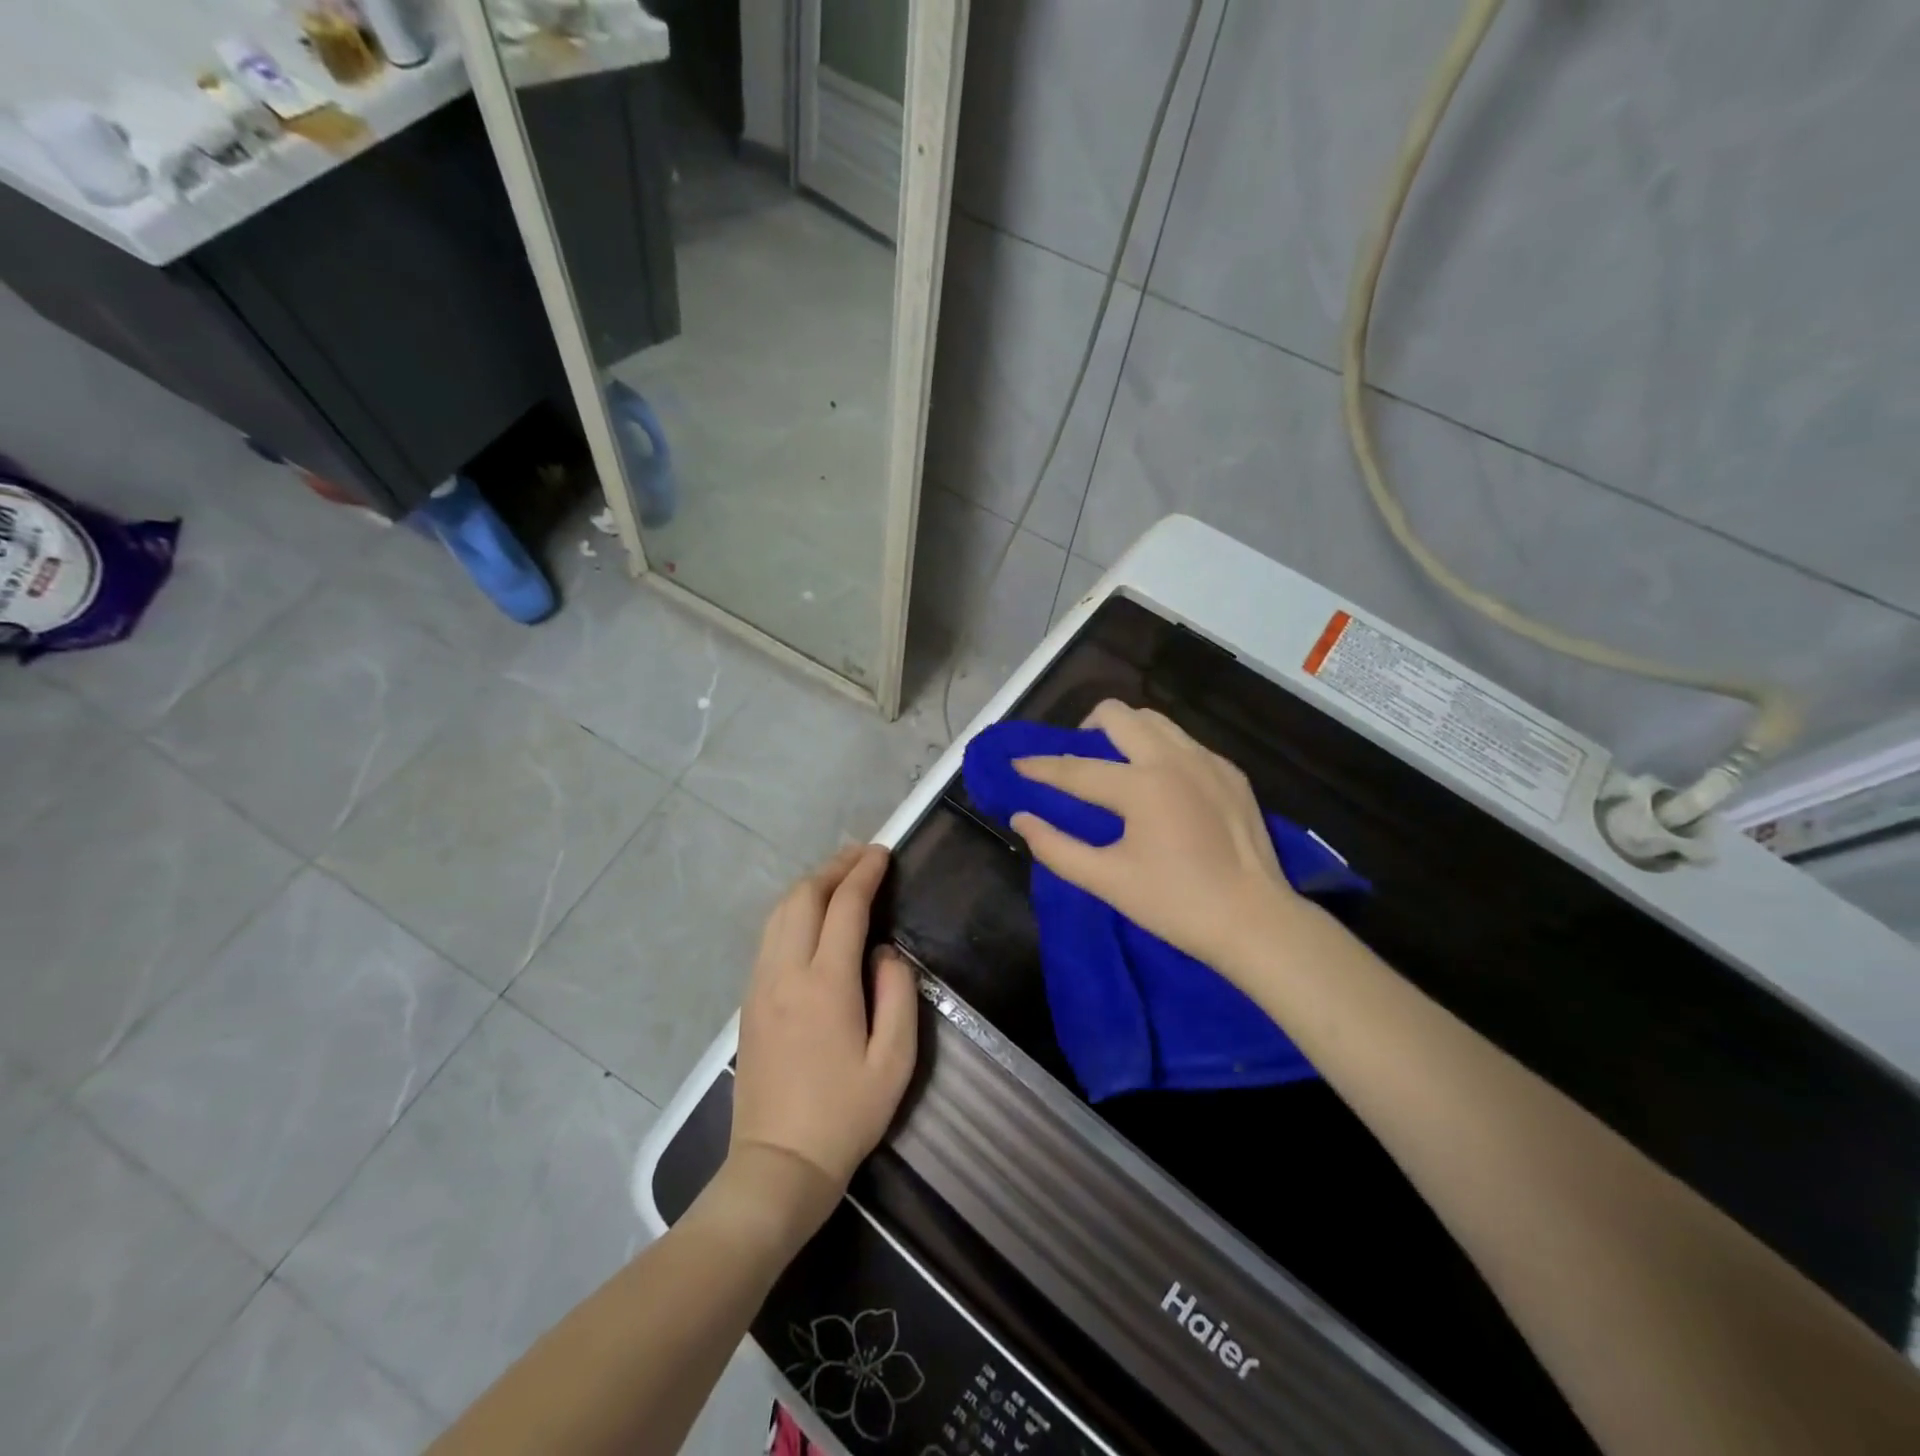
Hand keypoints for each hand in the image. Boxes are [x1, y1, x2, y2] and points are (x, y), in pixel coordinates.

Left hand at [729, 845, 918, 1227]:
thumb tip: (885, 951)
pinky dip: (792, 909)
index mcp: (826, 983)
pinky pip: (769, 935)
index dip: (864, 873)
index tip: (883, 852)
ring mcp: (760, 984)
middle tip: (863, 856)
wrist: (777, 1165)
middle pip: (803, 897)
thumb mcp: (894, 1061)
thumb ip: (898, 993)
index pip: (845, 906)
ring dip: (810, 885)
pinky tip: (811, 915)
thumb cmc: (845, 1115)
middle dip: (834, 867)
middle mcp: (785, 972)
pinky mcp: (748, 1001)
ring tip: (839, 876)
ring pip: (779, 912)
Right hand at [1009, 700, 1299, 976]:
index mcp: (1142, 786)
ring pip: (1154, 720)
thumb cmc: (1176, 905)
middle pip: (1117, 715)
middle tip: (1075, 759)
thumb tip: (1022, 818)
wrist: (1256, 922)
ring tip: (1114, 763)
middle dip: (1085, 728)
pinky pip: (1183, 741)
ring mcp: (1207, 761)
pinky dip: (1158, 749)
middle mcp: (1174, 759)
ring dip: (1124, 732)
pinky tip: (1159, 783)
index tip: (1016, 764)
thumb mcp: (1107, 881)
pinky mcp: (1230, 772)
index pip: (1076, 769)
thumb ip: (1056, 847)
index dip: (1040, 767)